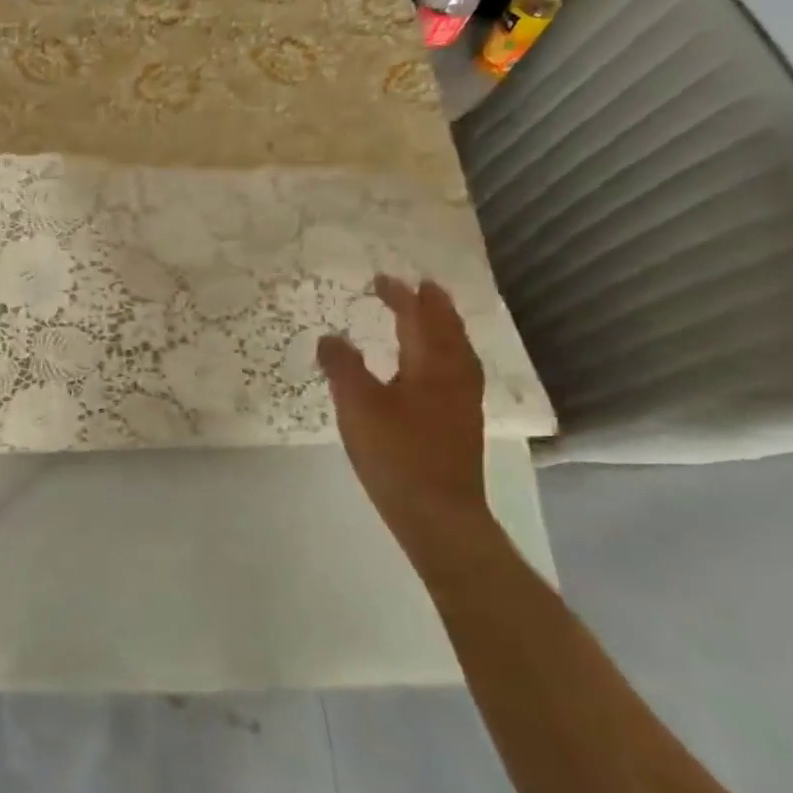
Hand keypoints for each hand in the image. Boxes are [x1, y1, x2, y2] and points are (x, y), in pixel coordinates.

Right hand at [317, 275, 489, 544]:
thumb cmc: (396, 454)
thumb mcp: (358, 406)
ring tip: (427, 318)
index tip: (383, 279)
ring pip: (457, 352)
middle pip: (448, 330)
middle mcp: (455, 376)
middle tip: (417, 287)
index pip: (419, 318)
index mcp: (432, 365)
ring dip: (441, 329)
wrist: (437, 513)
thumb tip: (330, 337)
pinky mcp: (460, 422)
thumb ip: (342, 367)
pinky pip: (455, 370)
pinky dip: (443, 353)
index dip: (402, 296)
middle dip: (431, 306)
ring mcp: (462, 401)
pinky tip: (429, 368)